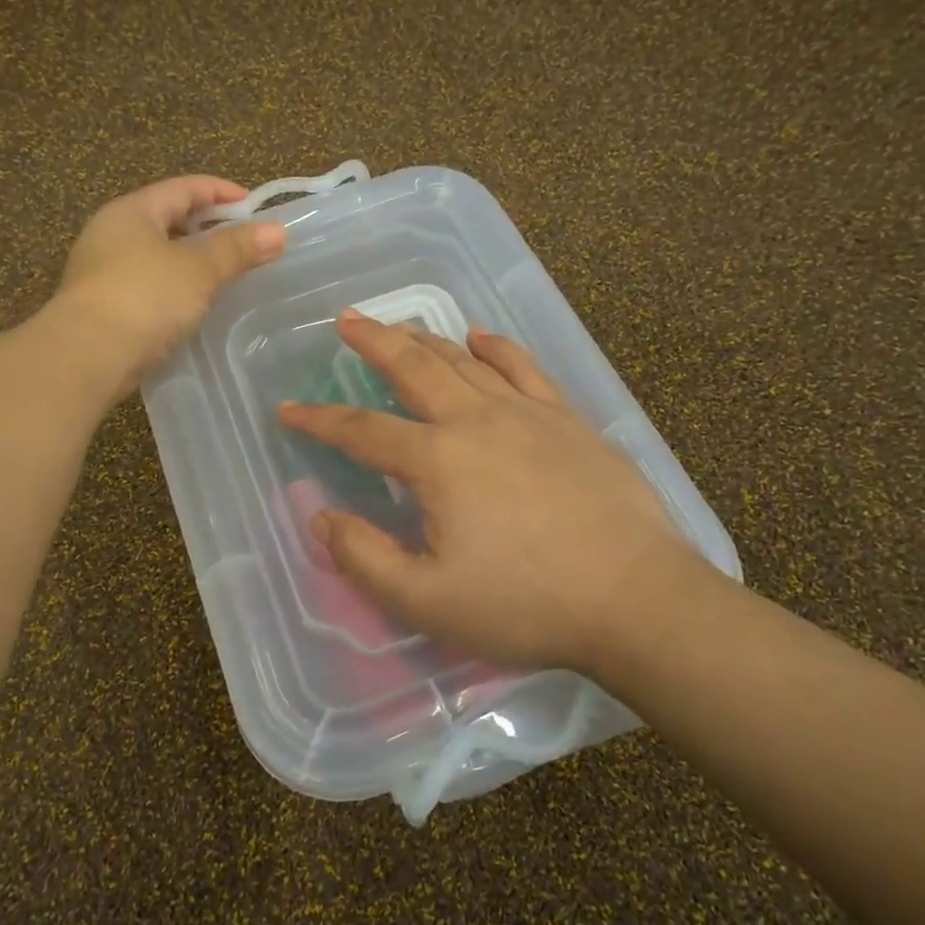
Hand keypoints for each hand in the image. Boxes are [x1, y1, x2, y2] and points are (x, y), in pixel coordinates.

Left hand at [55, 175, 285, 395]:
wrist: (87, 355)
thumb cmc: (145, 298)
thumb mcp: (198, 270)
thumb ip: (236, 249)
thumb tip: (277, 231)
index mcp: (133, 211)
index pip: (183, 188)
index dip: (221, 192)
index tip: (254, 208)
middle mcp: (111, 233)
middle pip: (167, 219)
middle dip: (206, 228)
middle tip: (242, 243)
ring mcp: (102, 271)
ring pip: (155, 254)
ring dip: (189, 260)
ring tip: (223, 276)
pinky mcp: (102, 306)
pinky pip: (147, 285)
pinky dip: (173, 287)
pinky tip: (192, 306)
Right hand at [277, 312, 705, 676]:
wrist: (636, 600)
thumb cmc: (525, 603)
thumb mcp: (425, 600)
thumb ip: (363, 557)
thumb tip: (321, 518)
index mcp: (437, 461)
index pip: (361, 430)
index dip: (319, 420)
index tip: (288, 409)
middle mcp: (476, 421)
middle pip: (414, 367)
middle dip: (375, 341)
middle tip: (347, 320)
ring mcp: (528, 415)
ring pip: (465, 362)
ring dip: (427, 340)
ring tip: (402, 326)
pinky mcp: (570, 422)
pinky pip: (525, 369)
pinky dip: (497, 348)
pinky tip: (482, 336)